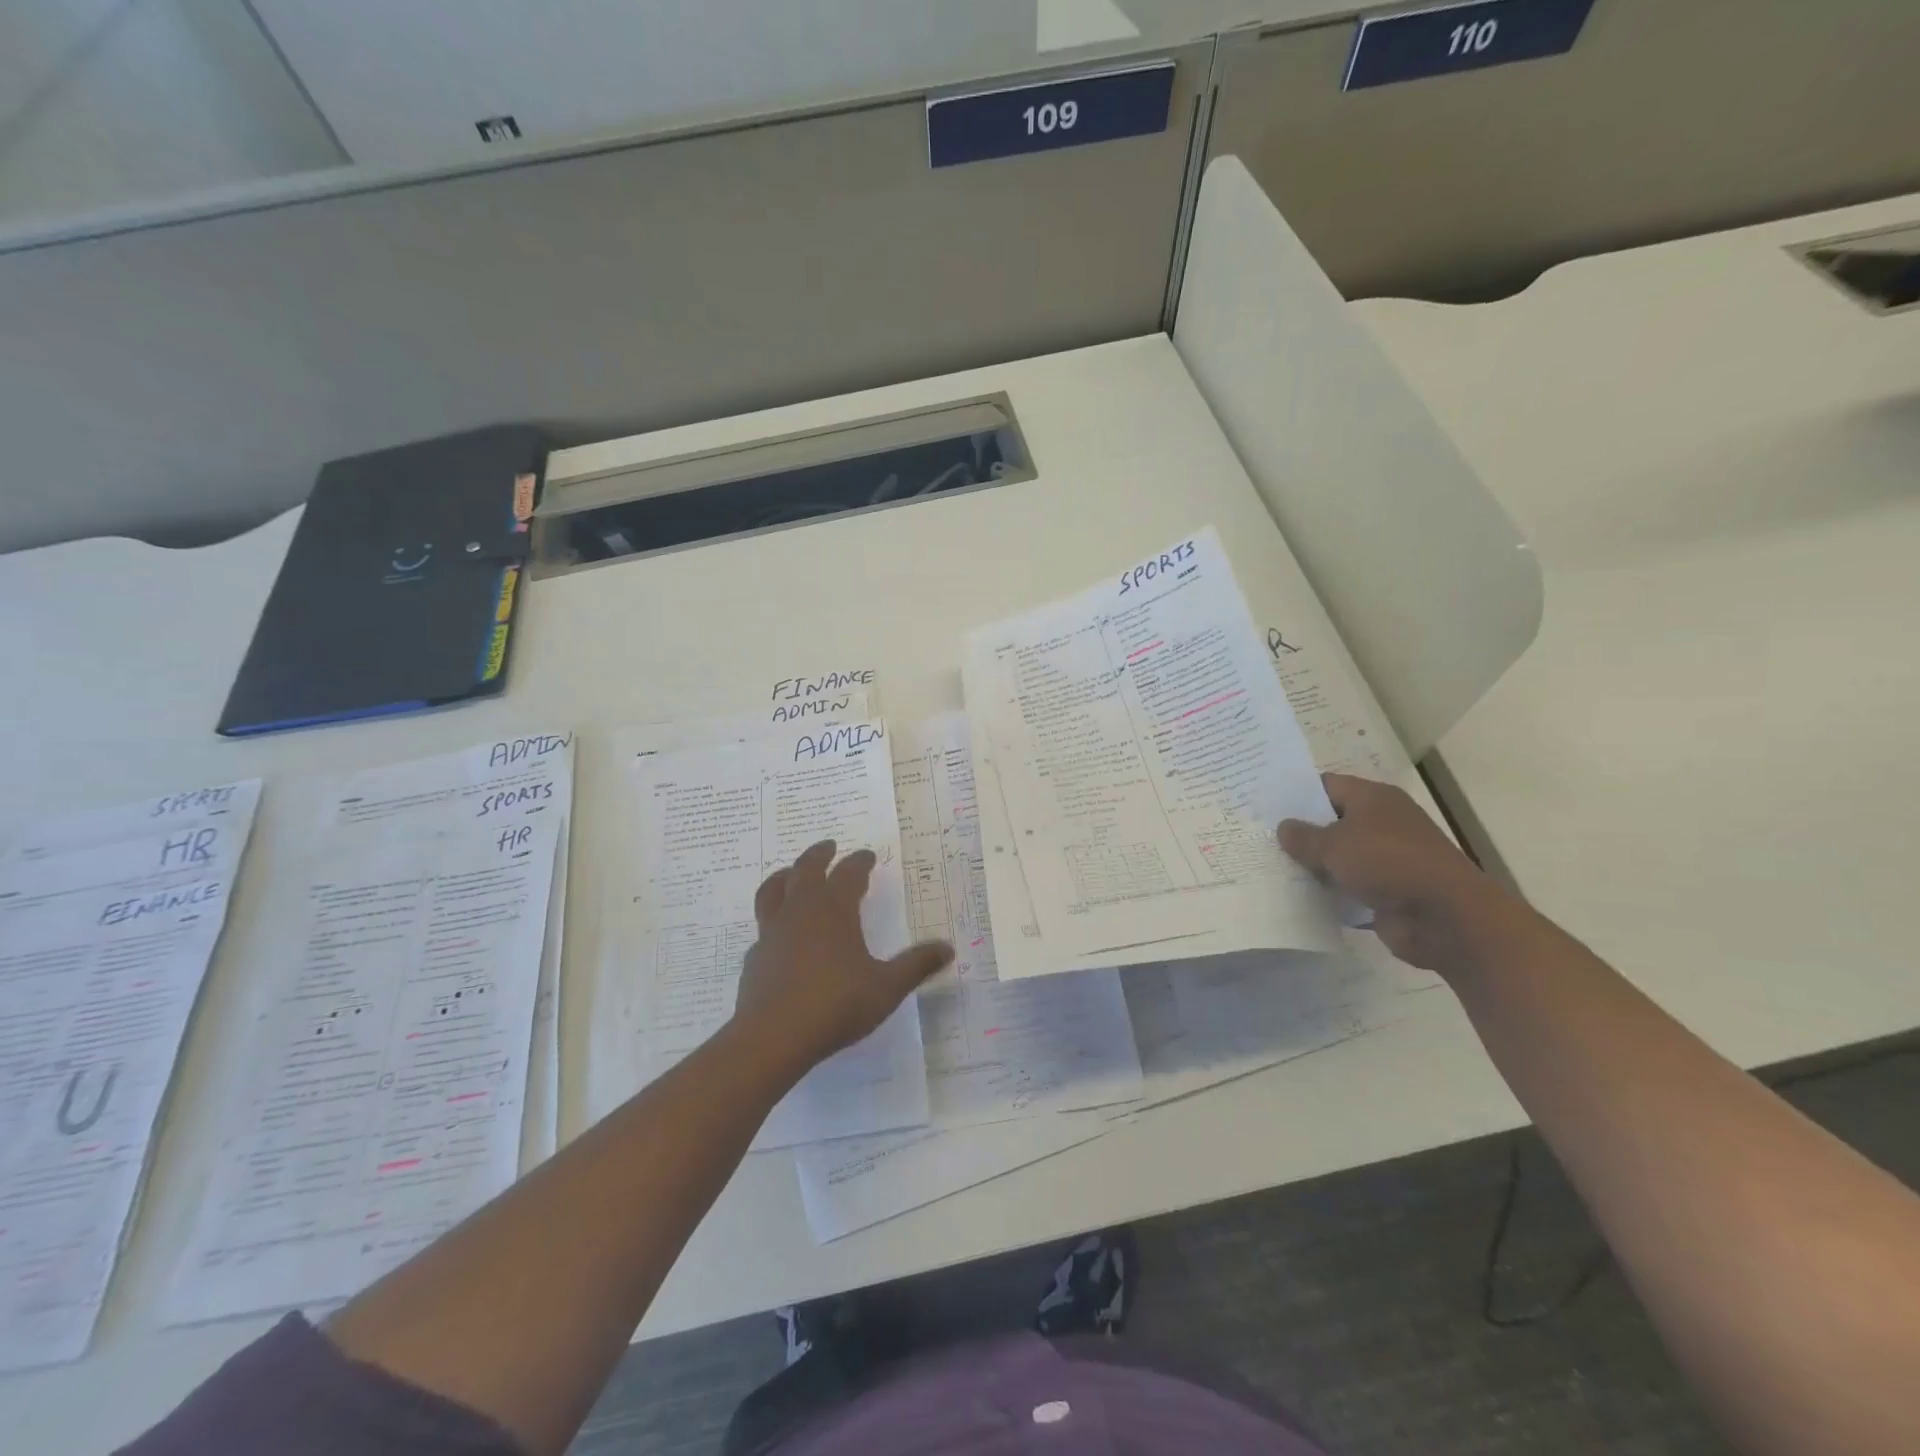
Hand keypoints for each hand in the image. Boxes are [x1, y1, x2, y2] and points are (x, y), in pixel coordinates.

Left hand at [732, 840, 953, 1079]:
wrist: (772, 1037)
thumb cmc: (836, 1004)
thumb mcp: (887, 987)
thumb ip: (916, 965)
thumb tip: (948, 948)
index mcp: (834, 910)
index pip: (848, 873)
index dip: (860, 862)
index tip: (868, 856)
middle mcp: (800, 911)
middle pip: (806, 870)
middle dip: (819, 855)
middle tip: (829, 846)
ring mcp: (772, 932)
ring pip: (774, 891)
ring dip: (785, 876)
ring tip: (790, 873)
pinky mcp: (754, 957)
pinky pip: (763, 927)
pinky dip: (772, 919)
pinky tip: (778, 933)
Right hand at [1277, 773, 1522, 978]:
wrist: (1445, 918)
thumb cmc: (1389, 864)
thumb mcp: (1336, 844)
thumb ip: (1304, 836)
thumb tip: (1283, 827)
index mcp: (1373, 799)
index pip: (1326, 786)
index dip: (1295, 793)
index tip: (1261, 803)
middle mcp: (1381, 824)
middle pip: (1330, 821)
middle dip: (1298, 831)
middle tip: (1255, 835)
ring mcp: (1384, 860)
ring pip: (1336, 857)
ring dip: (1310, 864)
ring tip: (1265, 865)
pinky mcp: (1384, 892)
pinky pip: (1346, 887)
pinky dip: (1326, 892)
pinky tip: (1293, 895)